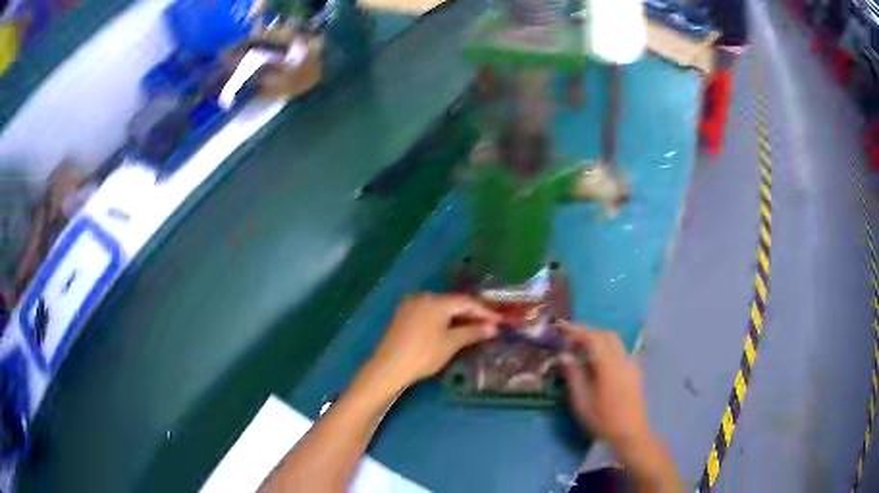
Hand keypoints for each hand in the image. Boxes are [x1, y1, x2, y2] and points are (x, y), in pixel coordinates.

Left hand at [369, 293, 500, 389]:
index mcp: (436, 301)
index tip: (500, 321)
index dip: (485, 311)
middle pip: (453, 302)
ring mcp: (411, 304)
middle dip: (472, 313)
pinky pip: (429, 311)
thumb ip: (473, 332)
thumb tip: (493, 328)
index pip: (466, 302)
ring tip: (474, 326)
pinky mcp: (403, 314)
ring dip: (457, 316)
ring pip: (441, 307)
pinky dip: (443, 318)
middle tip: (489, 324)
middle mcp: (423, 296)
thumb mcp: (451, 343)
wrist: (389, 367)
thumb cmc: (424, 354)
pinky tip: (451, 327)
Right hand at [559, 323, 648, 449]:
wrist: (630, 433)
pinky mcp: (634, 372)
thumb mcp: (582, 400)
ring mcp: (631, 364)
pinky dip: (606, 348)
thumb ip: (574, 375)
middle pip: (606, 334)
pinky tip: (597, 362)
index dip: (575, 330)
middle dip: (587, 331)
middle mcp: (622, 359)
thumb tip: (564, 355)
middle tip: (569, 338)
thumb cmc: (603, 419)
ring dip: (597, 338)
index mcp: (608, 365)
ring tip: (580, 348)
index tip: (560, 327)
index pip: (592, 337)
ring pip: (615, 341)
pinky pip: (619, 351)